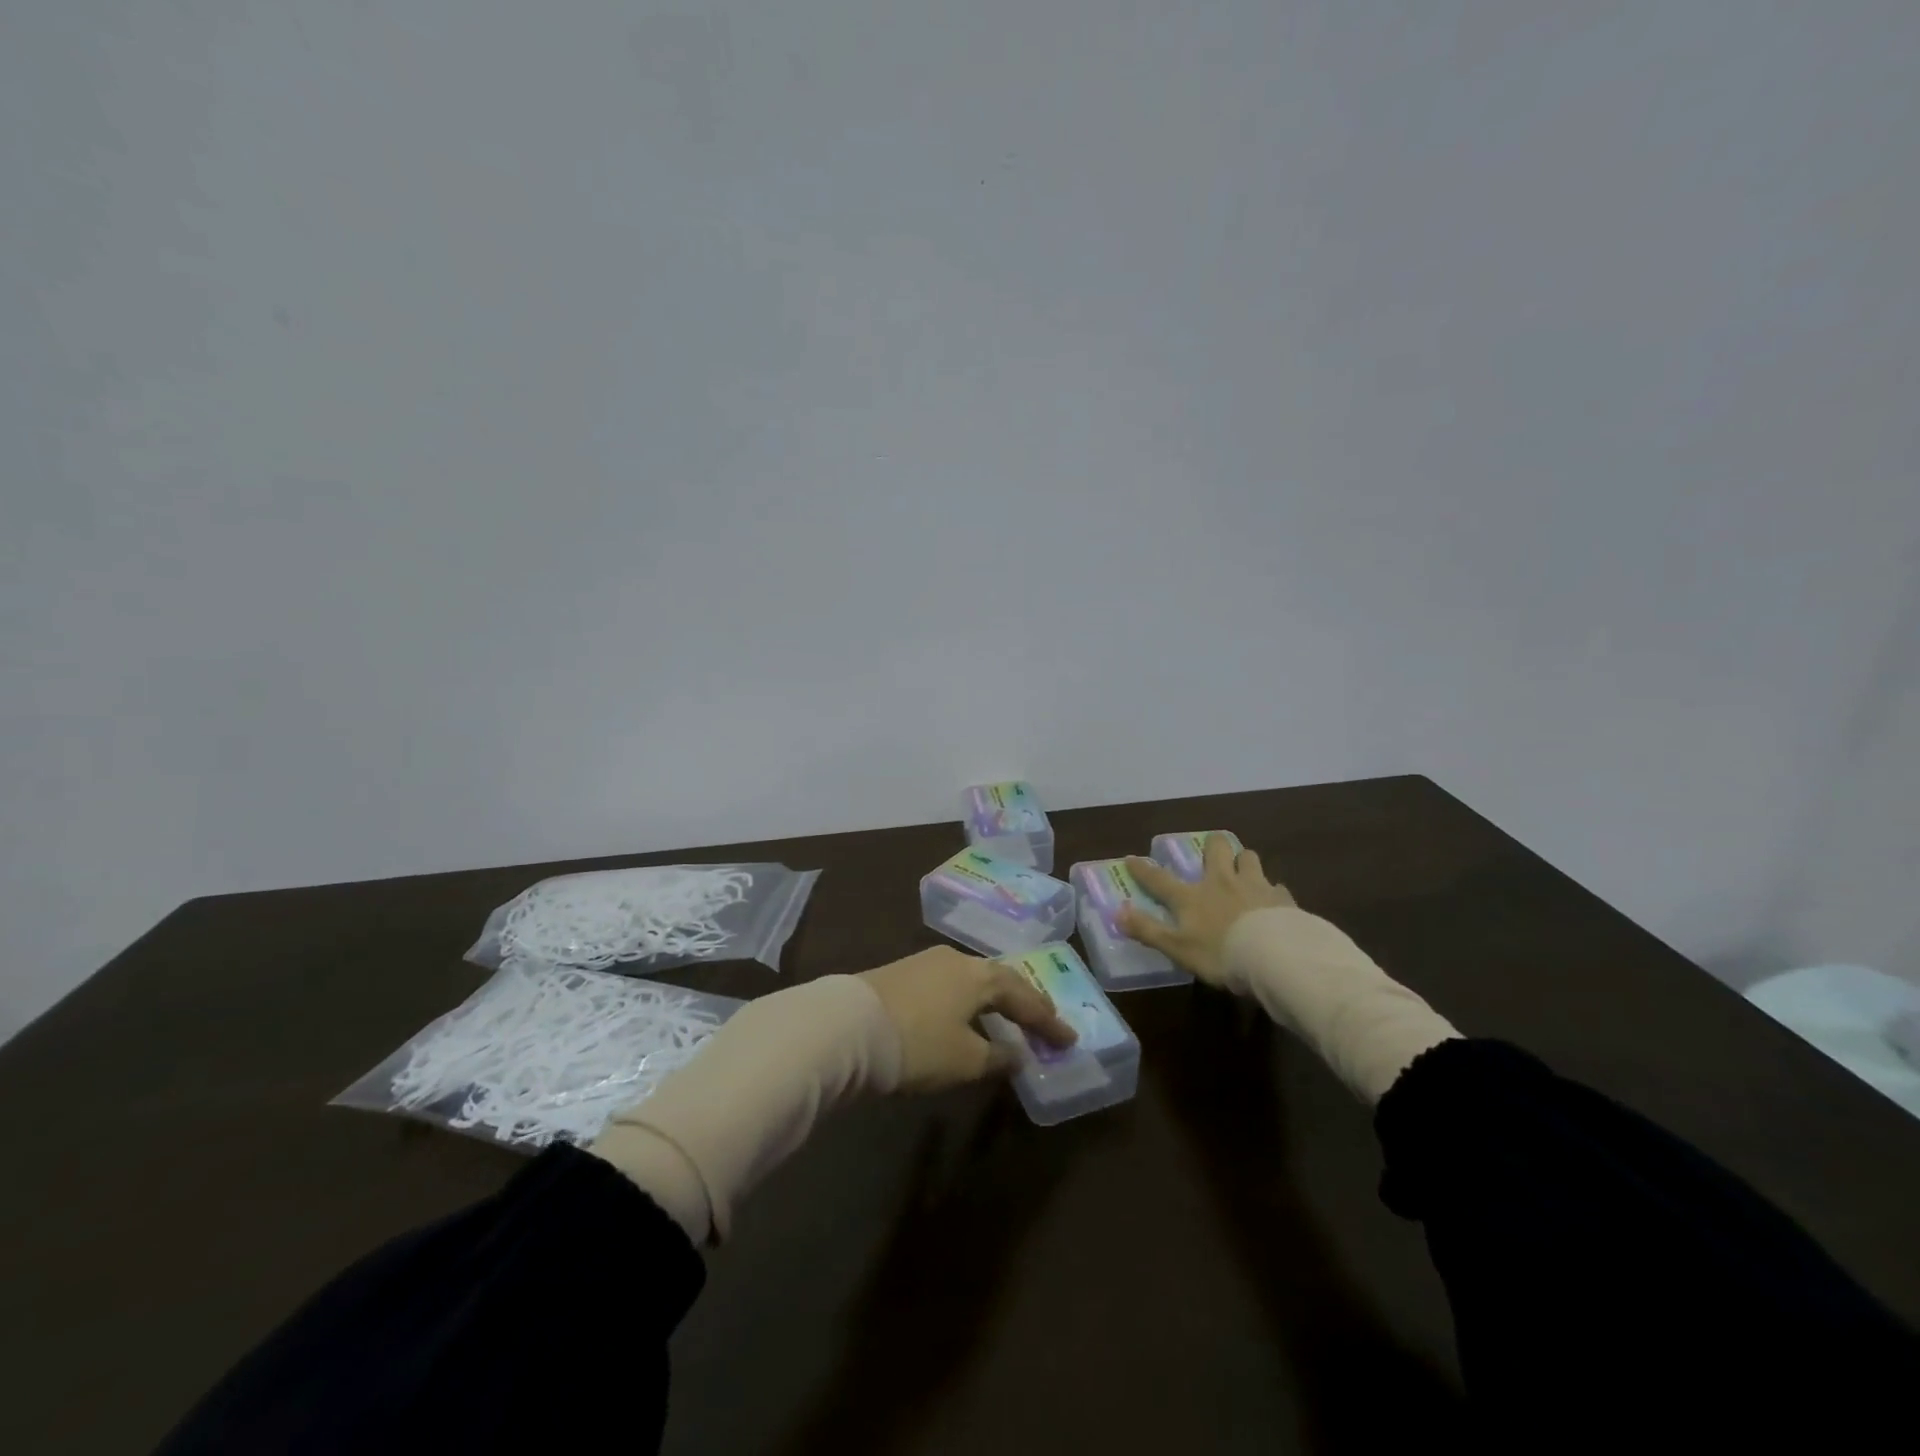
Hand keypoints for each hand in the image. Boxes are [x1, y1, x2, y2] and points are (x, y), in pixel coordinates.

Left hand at [860, 947, 1076, 1091]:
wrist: (846, 1027)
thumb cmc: (917, 1044)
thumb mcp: (964, 1059)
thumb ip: (996, 1056)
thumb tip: (1017, 1053)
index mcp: (978, 976)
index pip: (1024, 996)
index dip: (1047, 1021)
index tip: (1070, 1039)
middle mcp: (955, 960)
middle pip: (999, 979)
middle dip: (1023, 1002)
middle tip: (1044, 1022)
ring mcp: (925, 963)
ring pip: (971, 979)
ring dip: (993, 1000)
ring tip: (1007, 1017)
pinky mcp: (901, 974)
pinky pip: (949, 985)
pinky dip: (967, 1001)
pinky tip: (964, 1015)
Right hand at [1120, 834, 1294, 988]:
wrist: (1275, 956)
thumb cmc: (1220, 954)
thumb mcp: (1177, 948)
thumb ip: (1147, 930)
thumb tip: (1117, 912)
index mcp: (1192, 897)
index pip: (1160, 879)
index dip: (1144, 869)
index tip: (1131, 858)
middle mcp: (1221, 882)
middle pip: (1216, 849)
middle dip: (1212, 846)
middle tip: (1212, 854)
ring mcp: (1254, 886)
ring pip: (1248, 857)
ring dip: (1243, 861)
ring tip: (1243, 871)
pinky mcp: (1282, 898)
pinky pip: (1276, 887)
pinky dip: (1272, 891)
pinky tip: (1273, 901)